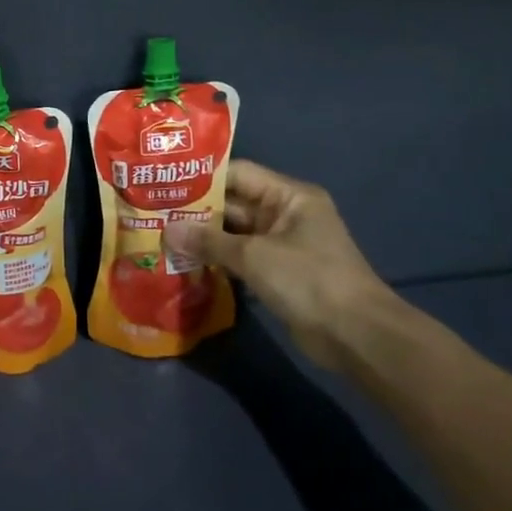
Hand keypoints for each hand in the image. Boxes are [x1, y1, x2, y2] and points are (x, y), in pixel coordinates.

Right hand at [163, 160, 406, 370]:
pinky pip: (241, 257)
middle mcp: (286, 214)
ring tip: (162, 235)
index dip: (202, 178)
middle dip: (197, 210)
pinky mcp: (278, 272)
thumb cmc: (309, 280)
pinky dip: (217, 259)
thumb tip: (167, 230)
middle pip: (234, 203)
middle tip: (154, 211)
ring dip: (203, 237)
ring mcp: (282, 244)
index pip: (238, 174)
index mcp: (289, 196)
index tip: (165, 182)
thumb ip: (209, 241)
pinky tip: (185, 262)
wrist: (357, 336)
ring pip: (234, 233)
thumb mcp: (254, 256)